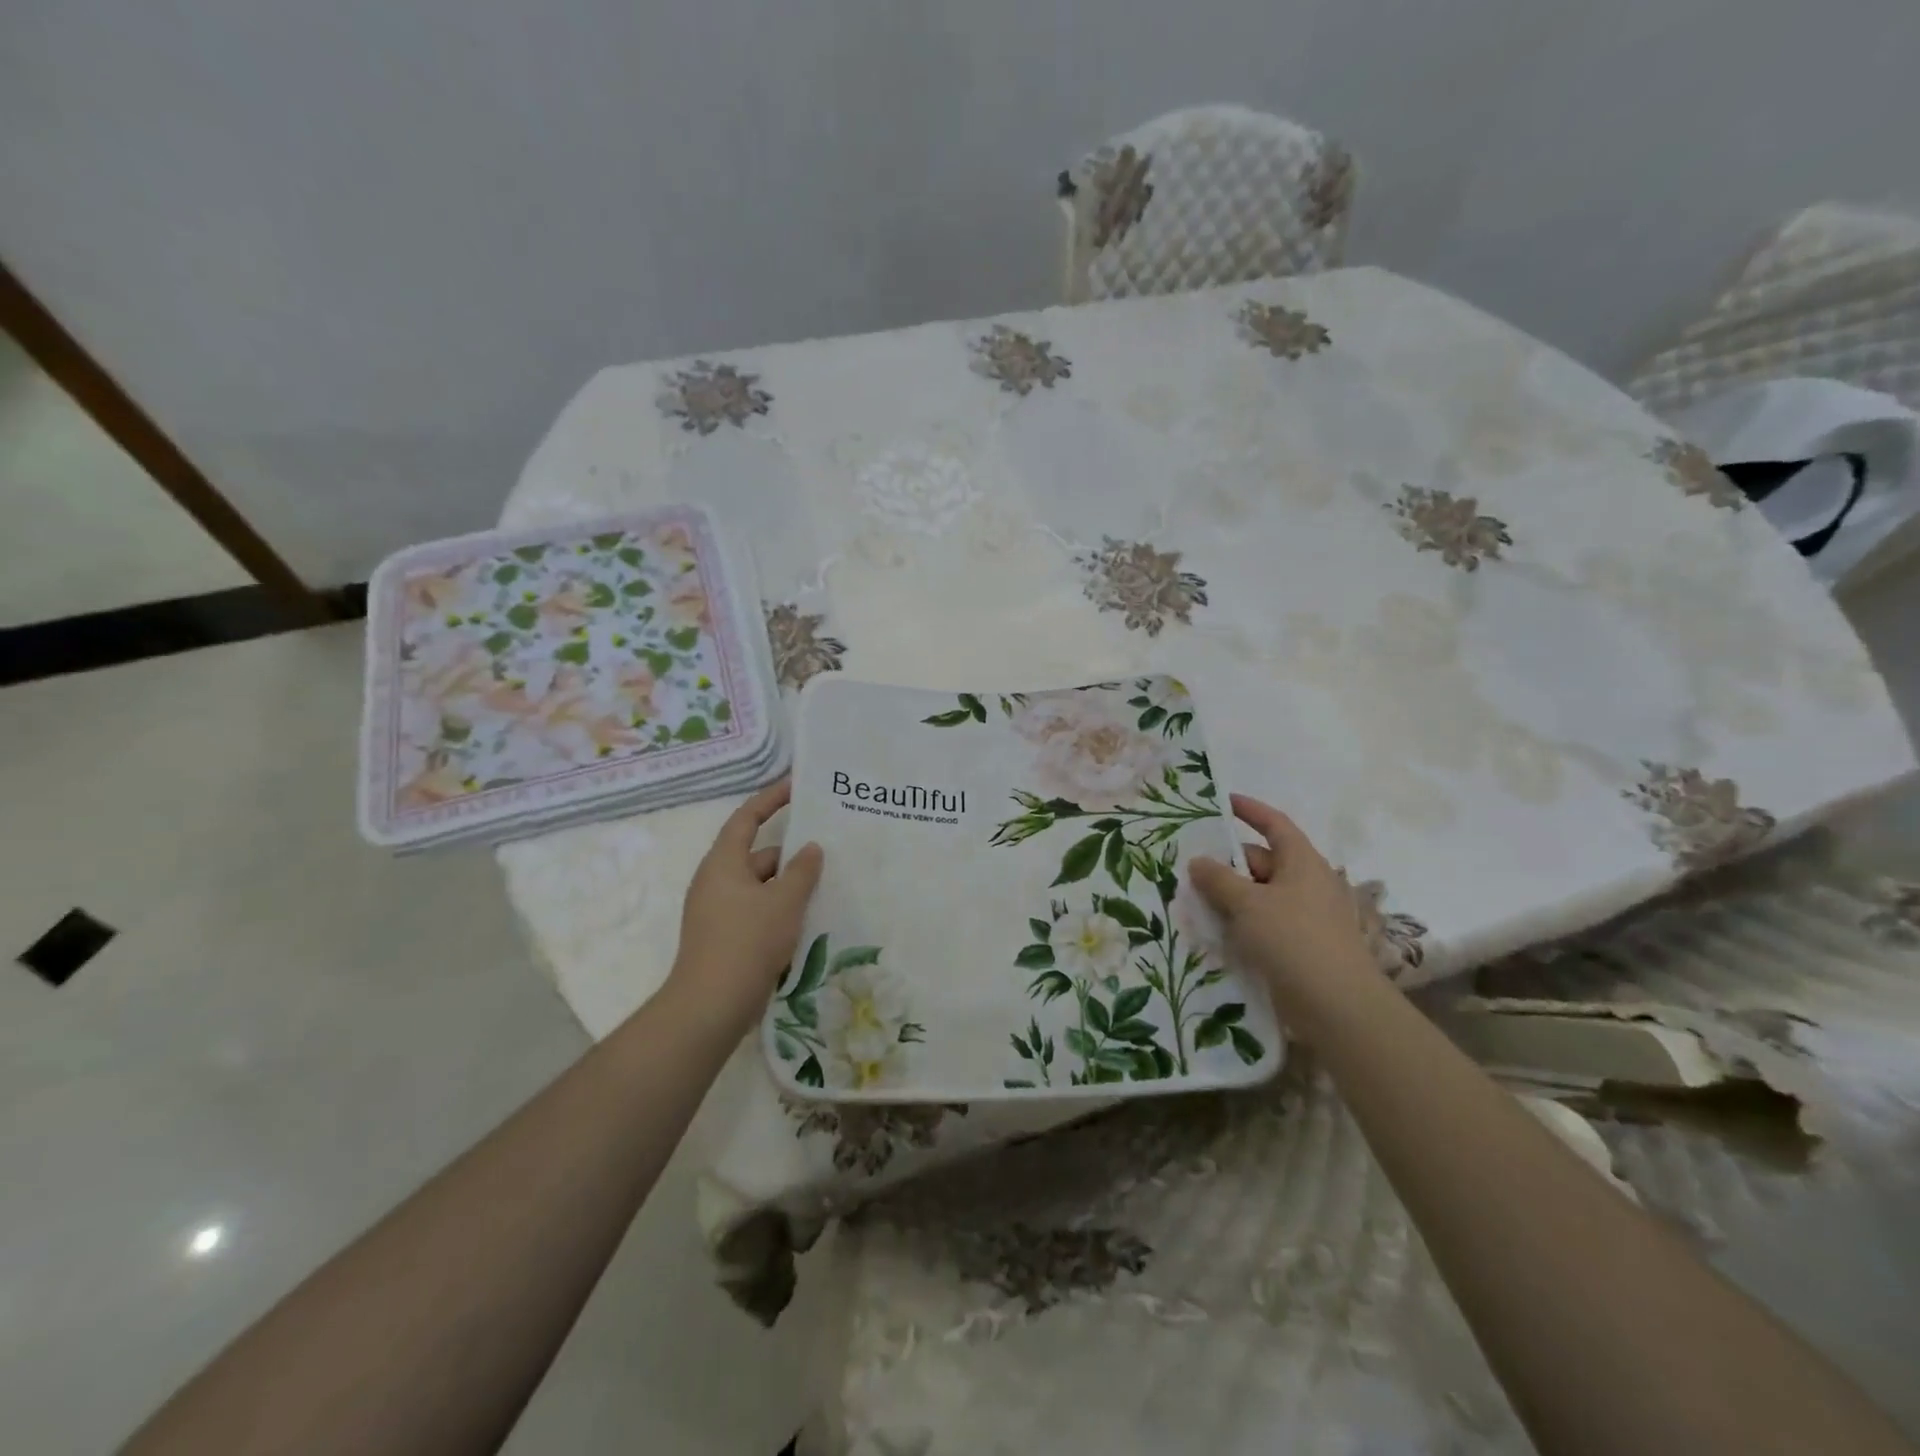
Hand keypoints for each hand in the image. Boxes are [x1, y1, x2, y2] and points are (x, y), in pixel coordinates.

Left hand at [666, 780, 824, 1035]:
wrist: (711, 1006)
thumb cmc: (747, 942)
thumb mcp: (784, 901)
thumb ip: (802, 870)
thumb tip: (811, 847)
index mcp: (723, 863)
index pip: (747, 818)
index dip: (771, 799)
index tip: (796, 787)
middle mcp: (716, 881)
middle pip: (758, 855)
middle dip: (791, 854)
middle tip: (829, 851)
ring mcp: (718, 911)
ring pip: (761, 886)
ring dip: (789, 885)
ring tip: (826, 887)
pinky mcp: (724, 937)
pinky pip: (757, 910)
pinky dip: (780, 909)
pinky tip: (807, 920)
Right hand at [1188, 794, 1382, 1028]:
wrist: (1337, 1005)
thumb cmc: (1293, 939)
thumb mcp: (1247, 903)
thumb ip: (1218, 878)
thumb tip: (1198, 861)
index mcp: (1302, 862)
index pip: (1274, 824)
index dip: (1249, 810)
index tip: (1221, 802)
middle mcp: (1307, 883)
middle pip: (1262, 861)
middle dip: (1227, 862)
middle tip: (1188, 866)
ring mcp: (1306, 916)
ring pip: (1260, 894)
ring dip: (1230, 896)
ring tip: (1192, 899)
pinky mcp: (1301, 945)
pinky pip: (1264, 922)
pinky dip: (1241, 921)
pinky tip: (1215, 931)